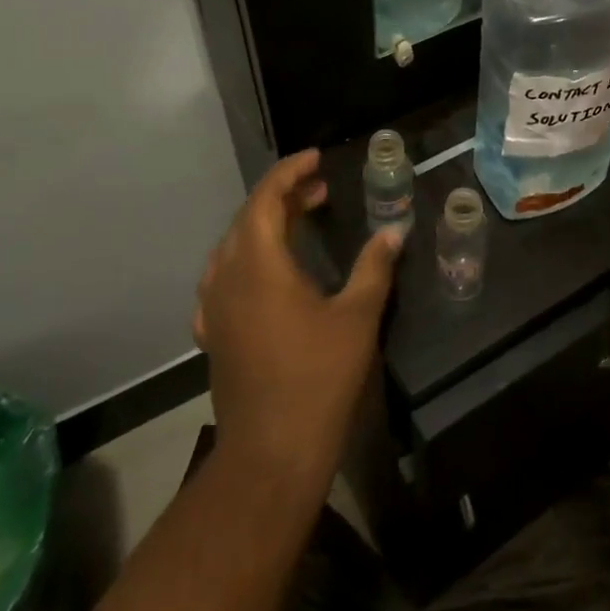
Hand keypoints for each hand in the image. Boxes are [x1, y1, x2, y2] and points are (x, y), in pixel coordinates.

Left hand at [192, 150, 400, 498]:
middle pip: (248, 219)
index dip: (290, 172)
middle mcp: (228, 278)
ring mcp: (216, 308)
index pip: (266, 199)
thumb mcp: (357, 316)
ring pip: (234, 247)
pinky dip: (248, 258)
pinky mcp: (215, 333)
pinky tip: (267, 272)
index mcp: (259, 266)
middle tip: (321, 189)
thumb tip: (394, 231)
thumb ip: (374, 267)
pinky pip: (225, 278)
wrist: (271, 451)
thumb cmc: (318, 377)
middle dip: (283, 196)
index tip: (318, 159)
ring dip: (266, 225)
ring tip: (301, 220)